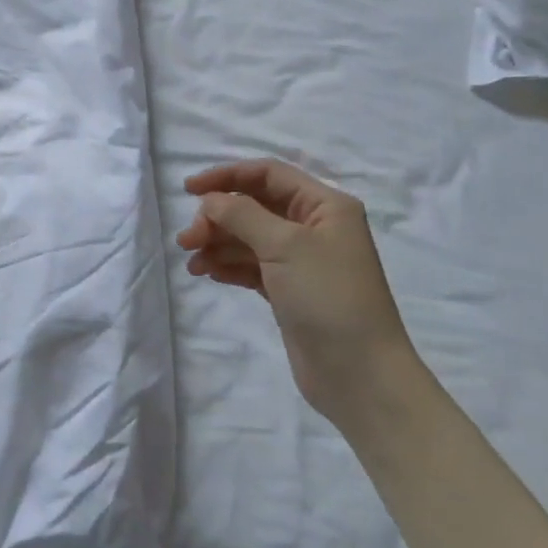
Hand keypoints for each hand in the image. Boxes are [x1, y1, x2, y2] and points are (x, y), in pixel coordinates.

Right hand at [176, 159, 417, 426]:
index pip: (268, 175)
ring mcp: (301, 260)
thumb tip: (210, 200)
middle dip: (218, 217)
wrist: (359, 373)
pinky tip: (207, 273)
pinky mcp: (289, 290)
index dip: (226, 176)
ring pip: (249, 238)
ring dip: (218, 243)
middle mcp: (314, 227)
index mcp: (324, 205)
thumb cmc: (328, 297)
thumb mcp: (285, 246)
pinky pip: (251, 266)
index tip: (189, 190)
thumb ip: (242, 215)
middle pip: (254, 206)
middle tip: (188, 240)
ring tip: (192, 262)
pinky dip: (229, 265)